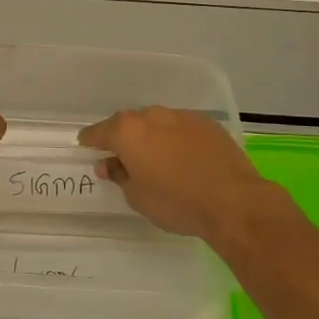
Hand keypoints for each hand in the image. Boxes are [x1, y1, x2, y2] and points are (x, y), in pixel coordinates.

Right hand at [79, 107, 290, 244]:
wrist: (233, 202)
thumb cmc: (176, 202)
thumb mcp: (137, 196)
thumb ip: (119, 175)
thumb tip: (108, 164)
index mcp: (128, 132)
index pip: (99, 132)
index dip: (91, 140)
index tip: (85, 144)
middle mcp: (152, 116)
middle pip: (129, 123)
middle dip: (123, 137)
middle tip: (123, 156)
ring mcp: (182, 117)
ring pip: (157, 123)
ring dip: (152, 136)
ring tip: (156, 158)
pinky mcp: (207, 124)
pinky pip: (181, 128)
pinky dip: (176, 139)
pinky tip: (183, 157)